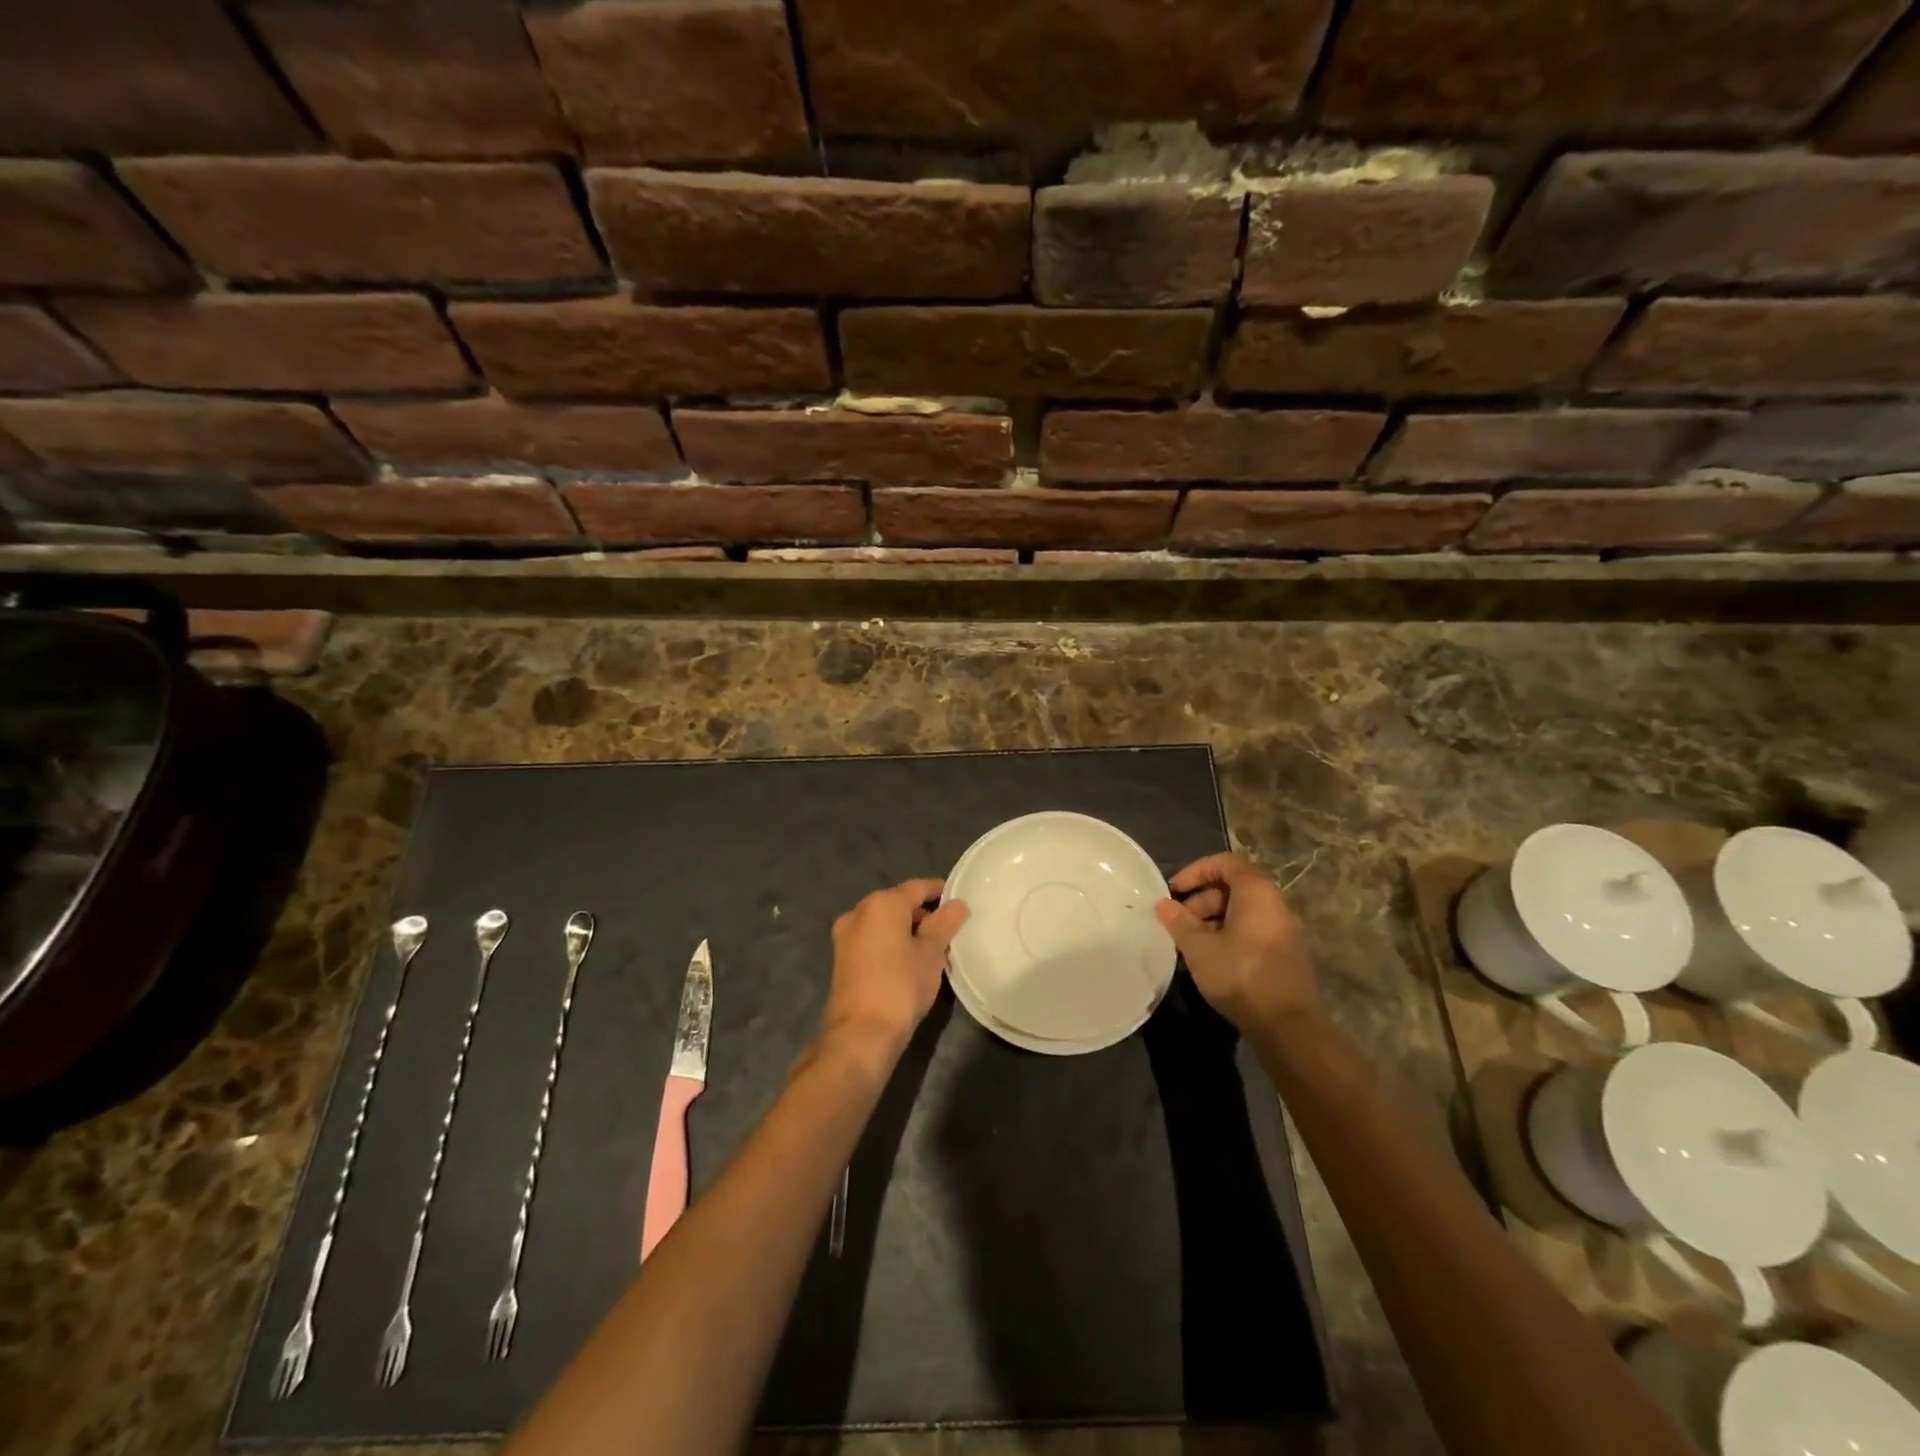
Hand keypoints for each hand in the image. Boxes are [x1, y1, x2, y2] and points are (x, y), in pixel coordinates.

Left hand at [824, 879, 969, 1056]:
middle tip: (948, 929)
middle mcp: (859, 912)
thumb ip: (945, 923)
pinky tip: (907, 961)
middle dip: (922, 913)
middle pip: (898, 903)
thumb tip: (958, 904)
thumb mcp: (931, 953)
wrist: (861, 1033)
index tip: (958, 900)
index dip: (939, 891)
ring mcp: (846, 935)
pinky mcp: (841, 958)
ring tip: (931, 947)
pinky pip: (872, 939)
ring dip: (906, 930)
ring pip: (883, 923)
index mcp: (882, 903)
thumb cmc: (901, 985)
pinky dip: (890, 943)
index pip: (917, 887)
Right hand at [1155, 853, 1319, 1032]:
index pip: (1225, 862)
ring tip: (1190, 945)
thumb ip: (1179, 922)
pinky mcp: (1287, 954)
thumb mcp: (1199, 947)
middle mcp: (1276, 904)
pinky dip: (1230, 936)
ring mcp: (1285, 930)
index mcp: (1257, 893)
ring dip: (1213, 921)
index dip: (1196, 870)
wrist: (1289, 1026)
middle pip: (1234, 887)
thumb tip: (1163, 905)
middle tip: (1179, 923)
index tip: (1175, 890)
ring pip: (1243, 912)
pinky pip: (1254, 931)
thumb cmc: (1240, 975)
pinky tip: (1212, 961)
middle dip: (1201, 900)